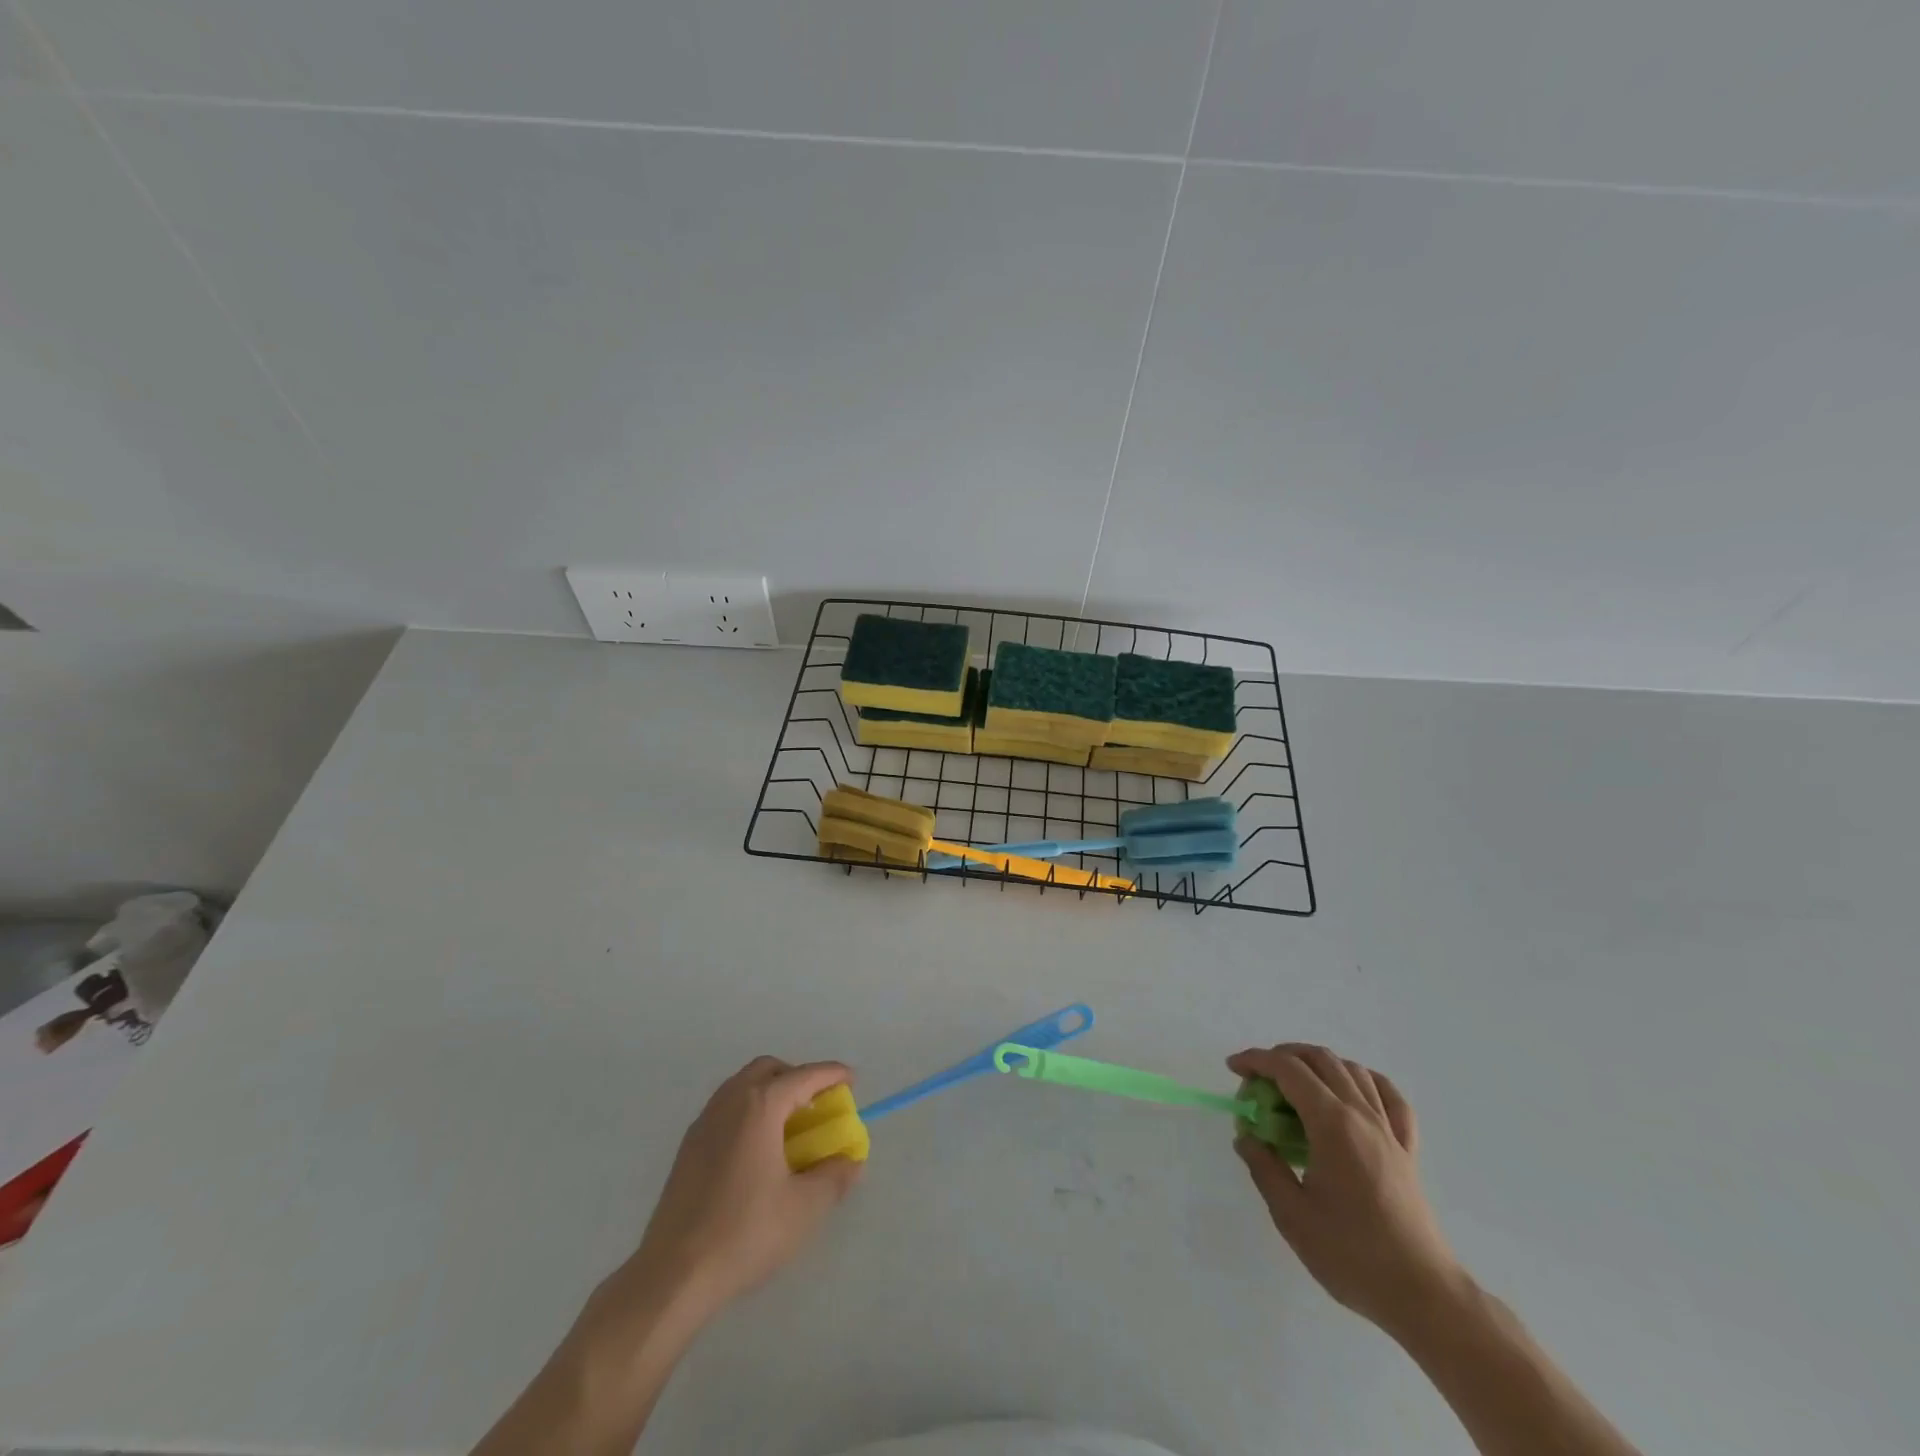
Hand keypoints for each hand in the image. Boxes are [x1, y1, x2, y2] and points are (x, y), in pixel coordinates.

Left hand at [624, 1056, 863, 1318]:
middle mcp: (729, 1102)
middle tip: (818, 1104)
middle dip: (797, 1077)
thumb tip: (851, 1160)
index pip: (804, 1076)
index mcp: (760, 1106)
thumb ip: (834, 1176)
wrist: (673, 1276)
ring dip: (770, 1093)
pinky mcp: (687, 1149)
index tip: (851, 1080)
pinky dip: (749, 1112)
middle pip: (768, 1070)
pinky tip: (757, 1151)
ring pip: (742, 1087)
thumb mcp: (805, 1207)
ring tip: (790, 1127)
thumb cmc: (745, 1233)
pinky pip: (725, 1110)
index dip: (831, 1074)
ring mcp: (703, 1124)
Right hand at [1229, 1044, 1462, 1335]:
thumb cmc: (1352, 1255)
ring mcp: (1389, 1130)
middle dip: (1283, 1057)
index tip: (1233, 1068)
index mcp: (1332, 1124)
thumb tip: (1246, 1137)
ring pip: (1353, 1071)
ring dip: (1318, 1065)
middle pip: (1321, 1060)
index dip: (1256, 1060)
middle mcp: (1362, 1115)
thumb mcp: (1292, 1214)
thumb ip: (1264, 1167)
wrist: (1423, 1295)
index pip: (1288, 1070)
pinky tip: (1352, 1091)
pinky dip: (1364, 1081)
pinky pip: (1389, 1097)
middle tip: (1258, 1081)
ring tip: (1296, 1085)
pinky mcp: (1407, 1150)